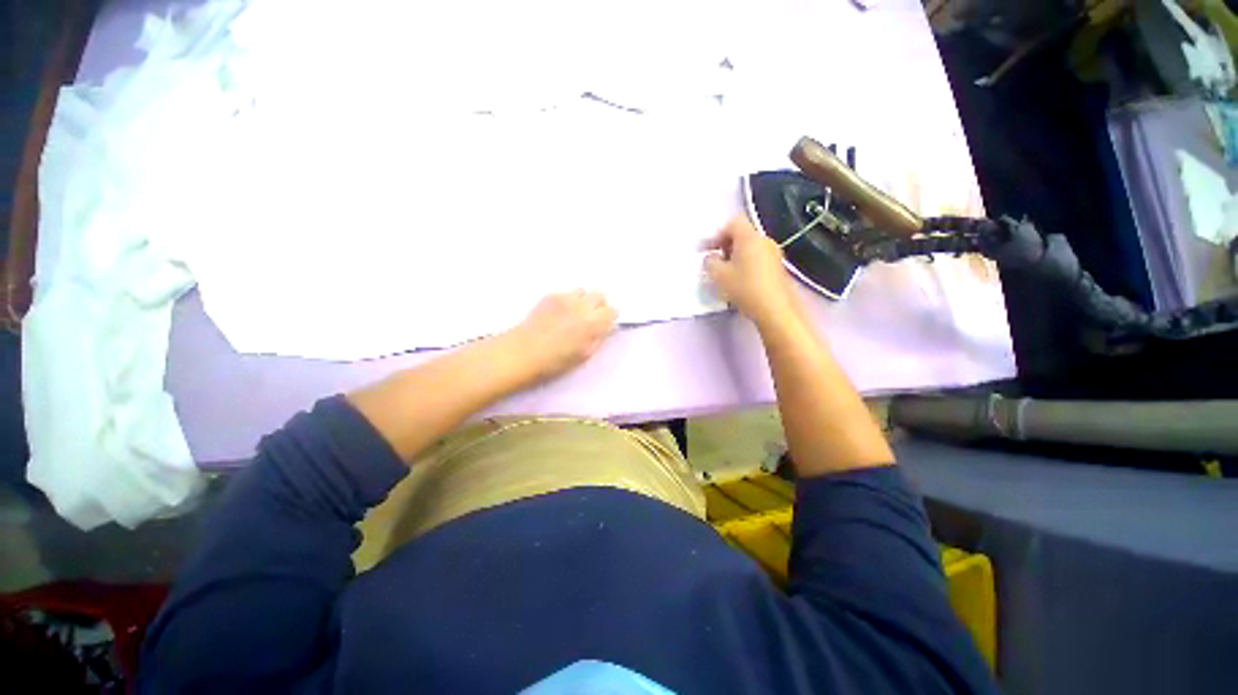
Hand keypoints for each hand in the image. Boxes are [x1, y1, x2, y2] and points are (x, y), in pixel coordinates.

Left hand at [504, 291, 616, 382]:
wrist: (523, 352)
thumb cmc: (555, 361)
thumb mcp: (585, 355)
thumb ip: (598, 338)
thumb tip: (604, 328)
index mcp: (593, 323)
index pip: (612, 311)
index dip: (609, 318)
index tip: (603, 325)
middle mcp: (582, 305)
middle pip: (600, 295)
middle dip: (598, 305)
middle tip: (590, 318)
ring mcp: (565, 298)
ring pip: (583, 291)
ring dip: (583, 300)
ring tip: (574, 314)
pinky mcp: (550, 295)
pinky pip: (567, 293)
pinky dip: (568, 300)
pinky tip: (559, 313)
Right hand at [702, 214, 799, 327]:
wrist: (775, 309)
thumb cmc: (744, 288)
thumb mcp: (718, 275)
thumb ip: (709, 262)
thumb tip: (711, 258)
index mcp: (749, 237)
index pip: (732, 223)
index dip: (717, 234)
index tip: (707, 250)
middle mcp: (764, 240)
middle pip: (742, 234)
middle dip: (726, 246)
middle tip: (715, 262)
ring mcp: (774, 254)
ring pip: (750, 247)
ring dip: (736, 256)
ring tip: (726, 274)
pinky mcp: (778, 267)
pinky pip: (758, 258)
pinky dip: (746, 264)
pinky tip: (741, 281)